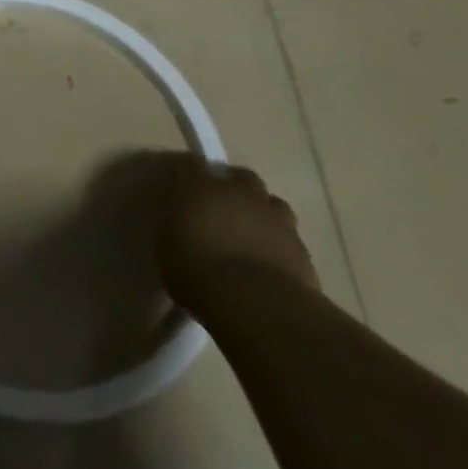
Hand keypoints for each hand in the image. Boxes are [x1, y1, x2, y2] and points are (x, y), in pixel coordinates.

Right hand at [155, 154, 320, 316]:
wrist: (257, 303)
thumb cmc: (198, 271)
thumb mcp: (166, 246)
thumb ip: (173, 223)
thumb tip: (177, 215)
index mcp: (201, 186)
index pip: (190, 165)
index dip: (186, 174)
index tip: (180, 187)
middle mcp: (240, 192)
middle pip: (240, 176)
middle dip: (233, 187)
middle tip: (222, 208)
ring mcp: (275, 218)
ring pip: (271, 203)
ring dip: (261, 212)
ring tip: (252, 233)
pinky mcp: (301, 247)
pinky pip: (289, 236)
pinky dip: (279, 243)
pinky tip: (271, 261)